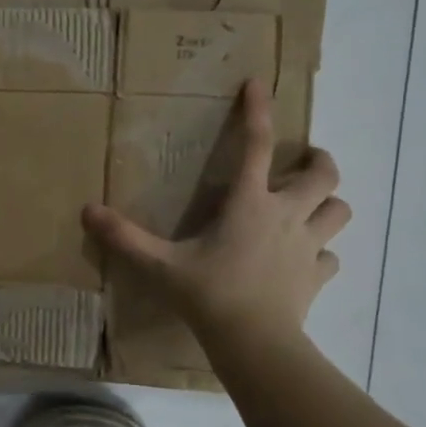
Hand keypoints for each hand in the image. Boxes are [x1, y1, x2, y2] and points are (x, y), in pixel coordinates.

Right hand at [82, 78, 349, 343]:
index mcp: (249, 203)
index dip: (258, 111)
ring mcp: (307, 247)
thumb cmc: (208, 294)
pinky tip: (303, 261)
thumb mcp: (159, 265)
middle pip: (324, 174)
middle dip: (318, 161)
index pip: (256, 145)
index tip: (258, 84)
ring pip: (339, 211)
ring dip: (328, 204)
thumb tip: (86, 211)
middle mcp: (285, 216)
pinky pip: (330, 258)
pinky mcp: (316, 277)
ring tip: (311, 207)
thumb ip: (124, 237)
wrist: (254, 342)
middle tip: (304, 161)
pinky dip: (321, 253)